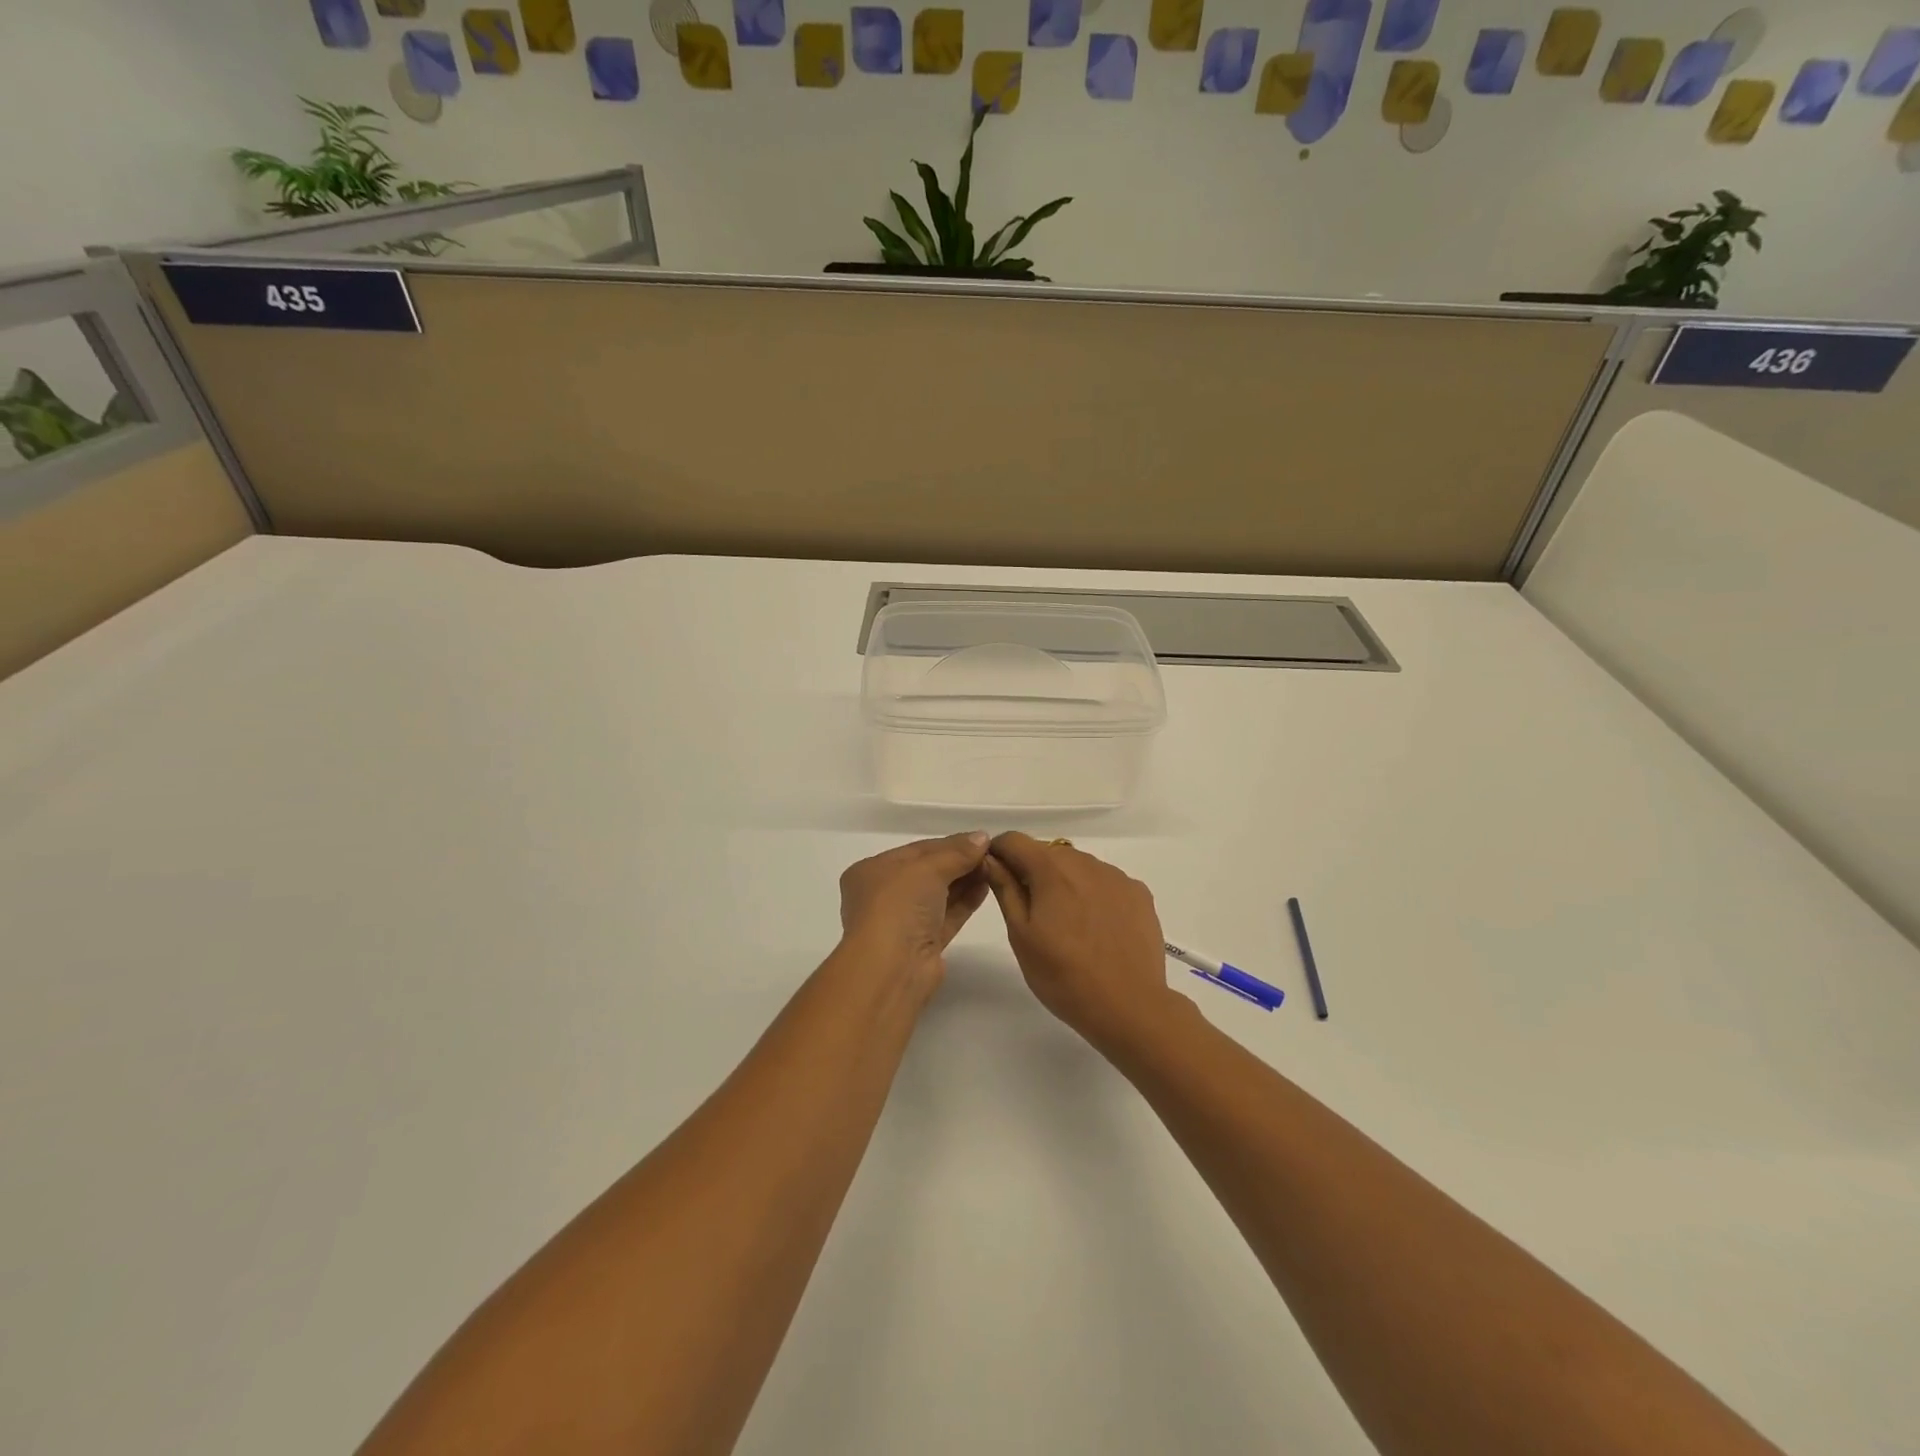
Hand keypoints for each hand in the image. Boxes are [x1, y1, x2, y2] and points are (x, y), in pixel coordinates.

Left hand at [837, 833, 992, 988]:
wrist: (892, 968)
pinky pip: (946, 916)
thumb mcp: (928, 868)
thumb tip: (982, 837)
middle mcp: (883, 895)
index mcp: (871, 871)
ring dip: (965, 881)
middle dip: (958, 862)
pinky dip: (964, 902)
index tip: (980, 839)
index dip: (949, 843)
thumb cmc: (898, 906)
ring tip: (993, 868)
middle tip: (991, 854)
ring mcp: (903, 922)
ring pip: (938, 895)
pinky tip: (985, 888)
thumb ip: (957, 852)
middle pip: (928, 872)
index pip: (916, 850)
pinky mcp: (922, 944)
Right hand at [981, 832, 1181, 1046]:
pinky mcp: (1139, 894)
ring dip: (1065, 881)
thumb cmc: (1063, 976)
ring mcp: (1117, 877)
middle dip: (1033, 871)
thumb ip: (1005, 889)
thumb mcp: (1021, 935)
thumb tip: (989, 859)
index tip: (995, 876)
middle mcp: (1085, 862)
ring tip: (1066, 923)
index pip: (1015, 840)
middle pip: (1048, 852)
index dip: (998, 852)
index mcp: (1051, 869)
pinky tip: (1096, 927)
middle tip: (1031, 911)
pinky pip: (1106, 882)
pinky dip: (1094, 893)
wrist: (1129, 1007)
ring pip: (1079, 866)